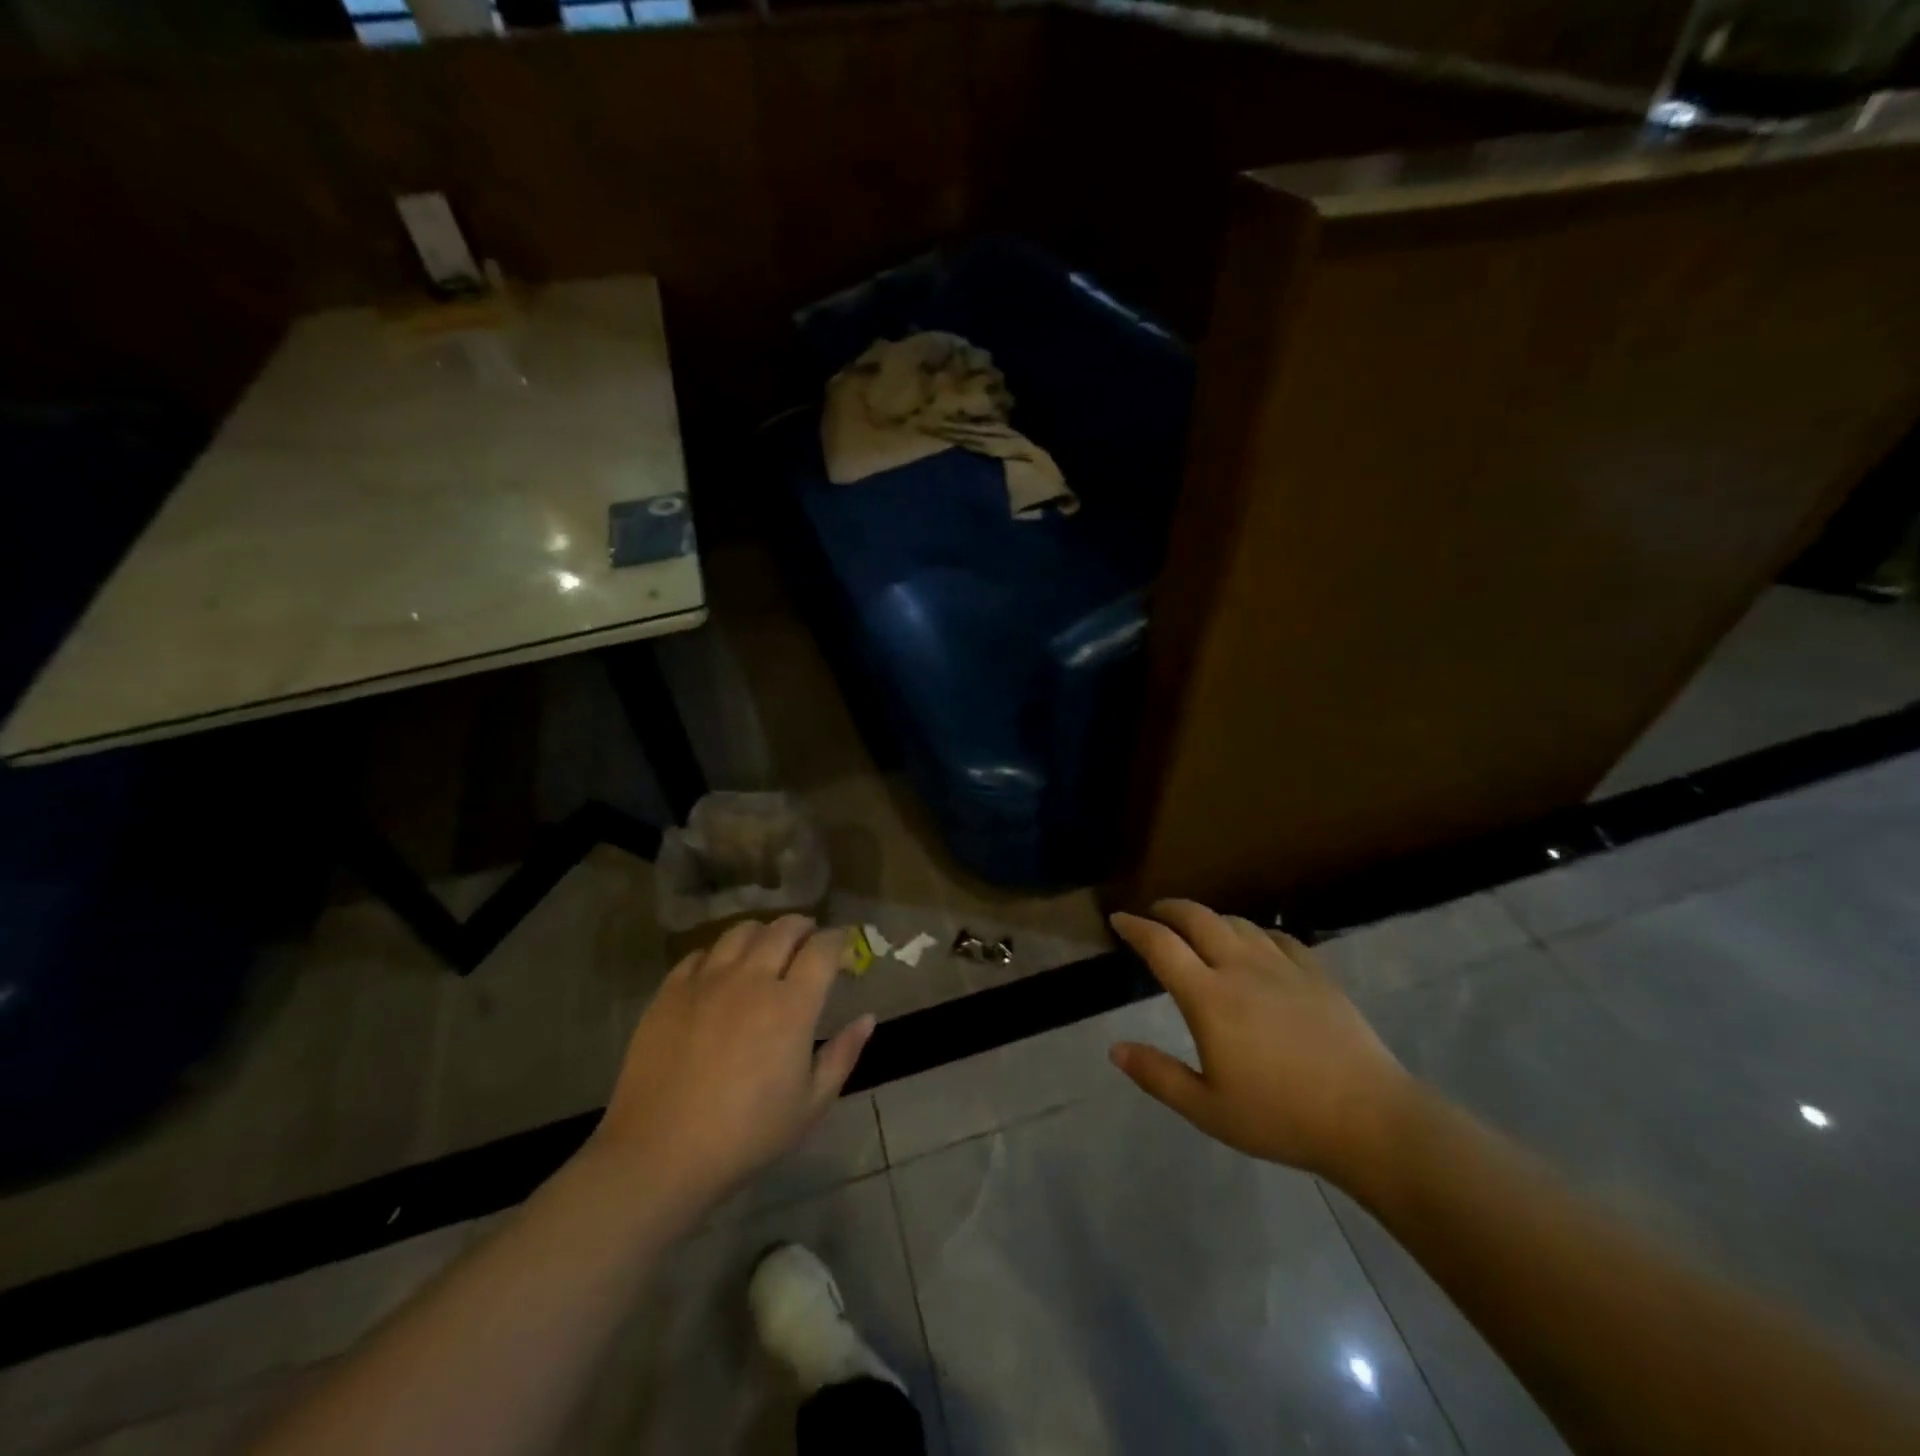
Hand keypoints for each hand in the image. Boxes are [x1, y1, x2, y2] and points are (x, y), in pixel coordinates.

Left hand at [591, 916, 873, 1217]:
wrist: (660, 1154)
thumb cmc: (747, 1134)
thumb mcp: (811, 1105)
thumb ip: (843, 1055)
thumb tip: (867, 1018)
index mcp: (791, 1004)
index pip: (823, 948)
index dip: (839, 939)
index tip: (845, 943)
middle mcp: (751, 979)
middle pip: (783, 929)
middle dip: (804, 926)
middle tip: (810, 937)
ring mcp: (706, 981)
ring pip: (740, 933)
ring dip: (762, 933)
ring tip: (767, 946)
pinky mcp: (670, 992)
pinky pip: (699, 955)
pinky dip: (718, 954)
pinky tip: (720, 972)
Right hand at [1108, 900, 1415, 1187]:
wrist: (1369, 1119)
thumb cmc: (1281, 1118)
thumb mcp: (1208, 1109)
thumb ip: (1158, 1075)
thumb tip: (1115, 1049)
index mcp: (1208, 998)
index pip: (1161, 946)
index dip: (1135, 927)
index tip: (1118, 920)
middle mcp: (1240, 968)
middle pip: (1198, 918)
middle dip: (1169, 909)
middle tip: (1154, 914)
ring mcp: (1282, 966)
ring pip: (1237, 922)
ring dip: (1210, 918)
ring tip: (1199, 929)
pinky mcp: (1315, 973)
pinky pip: (1277, 936)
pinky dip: (1254, 932)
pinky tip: (1255, 944)